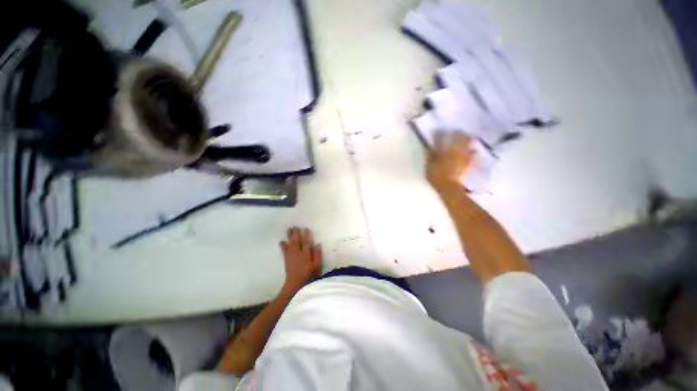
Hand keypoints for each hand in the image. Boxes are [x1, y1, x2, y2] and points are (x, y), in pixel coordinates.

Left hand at [280, 227, 321, 294]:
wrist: (295, 284)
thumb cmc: (308, 275)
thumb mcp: (317, 265)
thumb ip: (317, 254)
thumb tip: (318, 244)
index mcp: (306, 253)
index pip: (307, 242)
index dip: (306, 235)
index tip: (306, 228)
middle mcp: (298, 252)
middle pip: (297, 240)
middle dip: (296, 233)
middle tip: (295, 226)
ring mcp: (291, 255)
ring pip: (290, 243)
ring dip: (289, 236)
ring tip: (288, 229)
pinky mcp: (286, 259)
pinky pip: (284, 250)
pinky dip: (283, 245)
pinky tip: (281, 241)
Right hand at [426, 132, 475, 192]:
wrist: (449, 188)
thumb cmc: (437, 177)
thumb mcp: (429, 166)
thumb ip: (430, 156)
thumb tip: (429, 148)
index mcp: (444, 151)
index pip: (441, 139)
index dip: (438, 134)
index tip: (437, 130)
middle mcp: (455, 151)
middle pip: (459, 138)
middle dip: (458, 133)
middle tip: (456, 131)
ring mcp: (463, 157)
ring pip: (468, 144)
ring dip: (467, 140)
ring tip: (467, 137)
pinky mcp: (468, 163)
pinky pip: (472, 154)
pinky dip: (472, 152)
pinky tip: (473, 151)